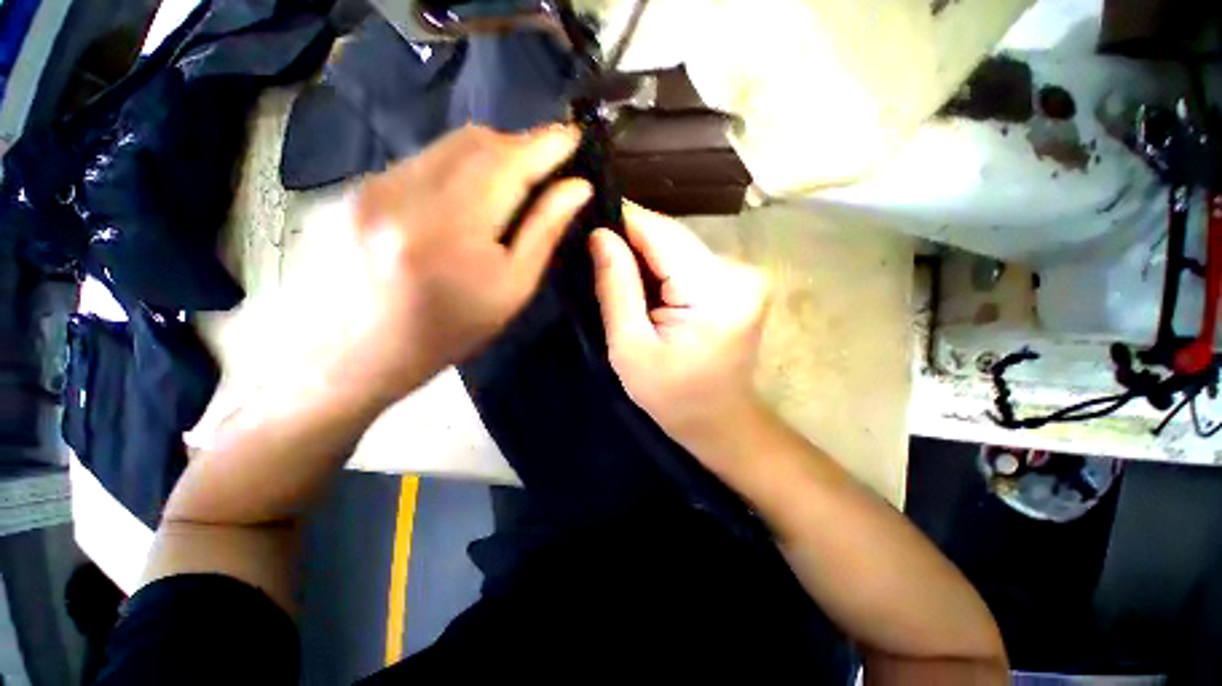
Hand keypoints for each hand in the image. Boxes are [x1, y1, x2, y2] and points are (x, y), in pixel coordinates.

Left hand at [344, 125, 590, 402]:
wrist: (357, 358)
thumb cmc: (449, 332)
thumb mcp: (511, 289)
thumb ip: (544, 232)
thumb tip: (576, 188)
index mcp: (450, 229)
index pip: (508, 162)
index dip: (546, 143)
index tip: (573, 136)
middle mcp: (402, 194)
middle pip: (473, 141)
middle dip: (517, 146)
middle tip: (543, 164)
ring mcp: (367, 187)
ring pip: (443, 148)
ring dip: (484, 158)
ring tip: (506, 186)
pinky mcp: (349, 190)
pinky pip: (415, 164)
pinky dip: (450, 172)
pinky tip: (458, 202)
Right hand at [591, 203, 770, 449]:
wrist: (720, 420)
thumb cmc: (673, 397)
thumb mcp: (631, 348)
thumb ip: (616, 288)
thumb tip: (599, 235)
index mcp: (716, 292)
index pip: (661, 232)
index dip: (622, 223)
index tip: (588, 225)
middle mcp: (739, 273)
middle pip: (672, 236)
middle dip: (632, 242)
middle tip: (596, 255)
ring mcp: (744, 275)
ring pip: (679, 246)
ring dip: (646, 256)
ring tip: (617, 272)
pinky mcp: (739, 282)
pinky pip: (689, 260)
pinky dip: (663, 267)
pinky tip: (646, 284)